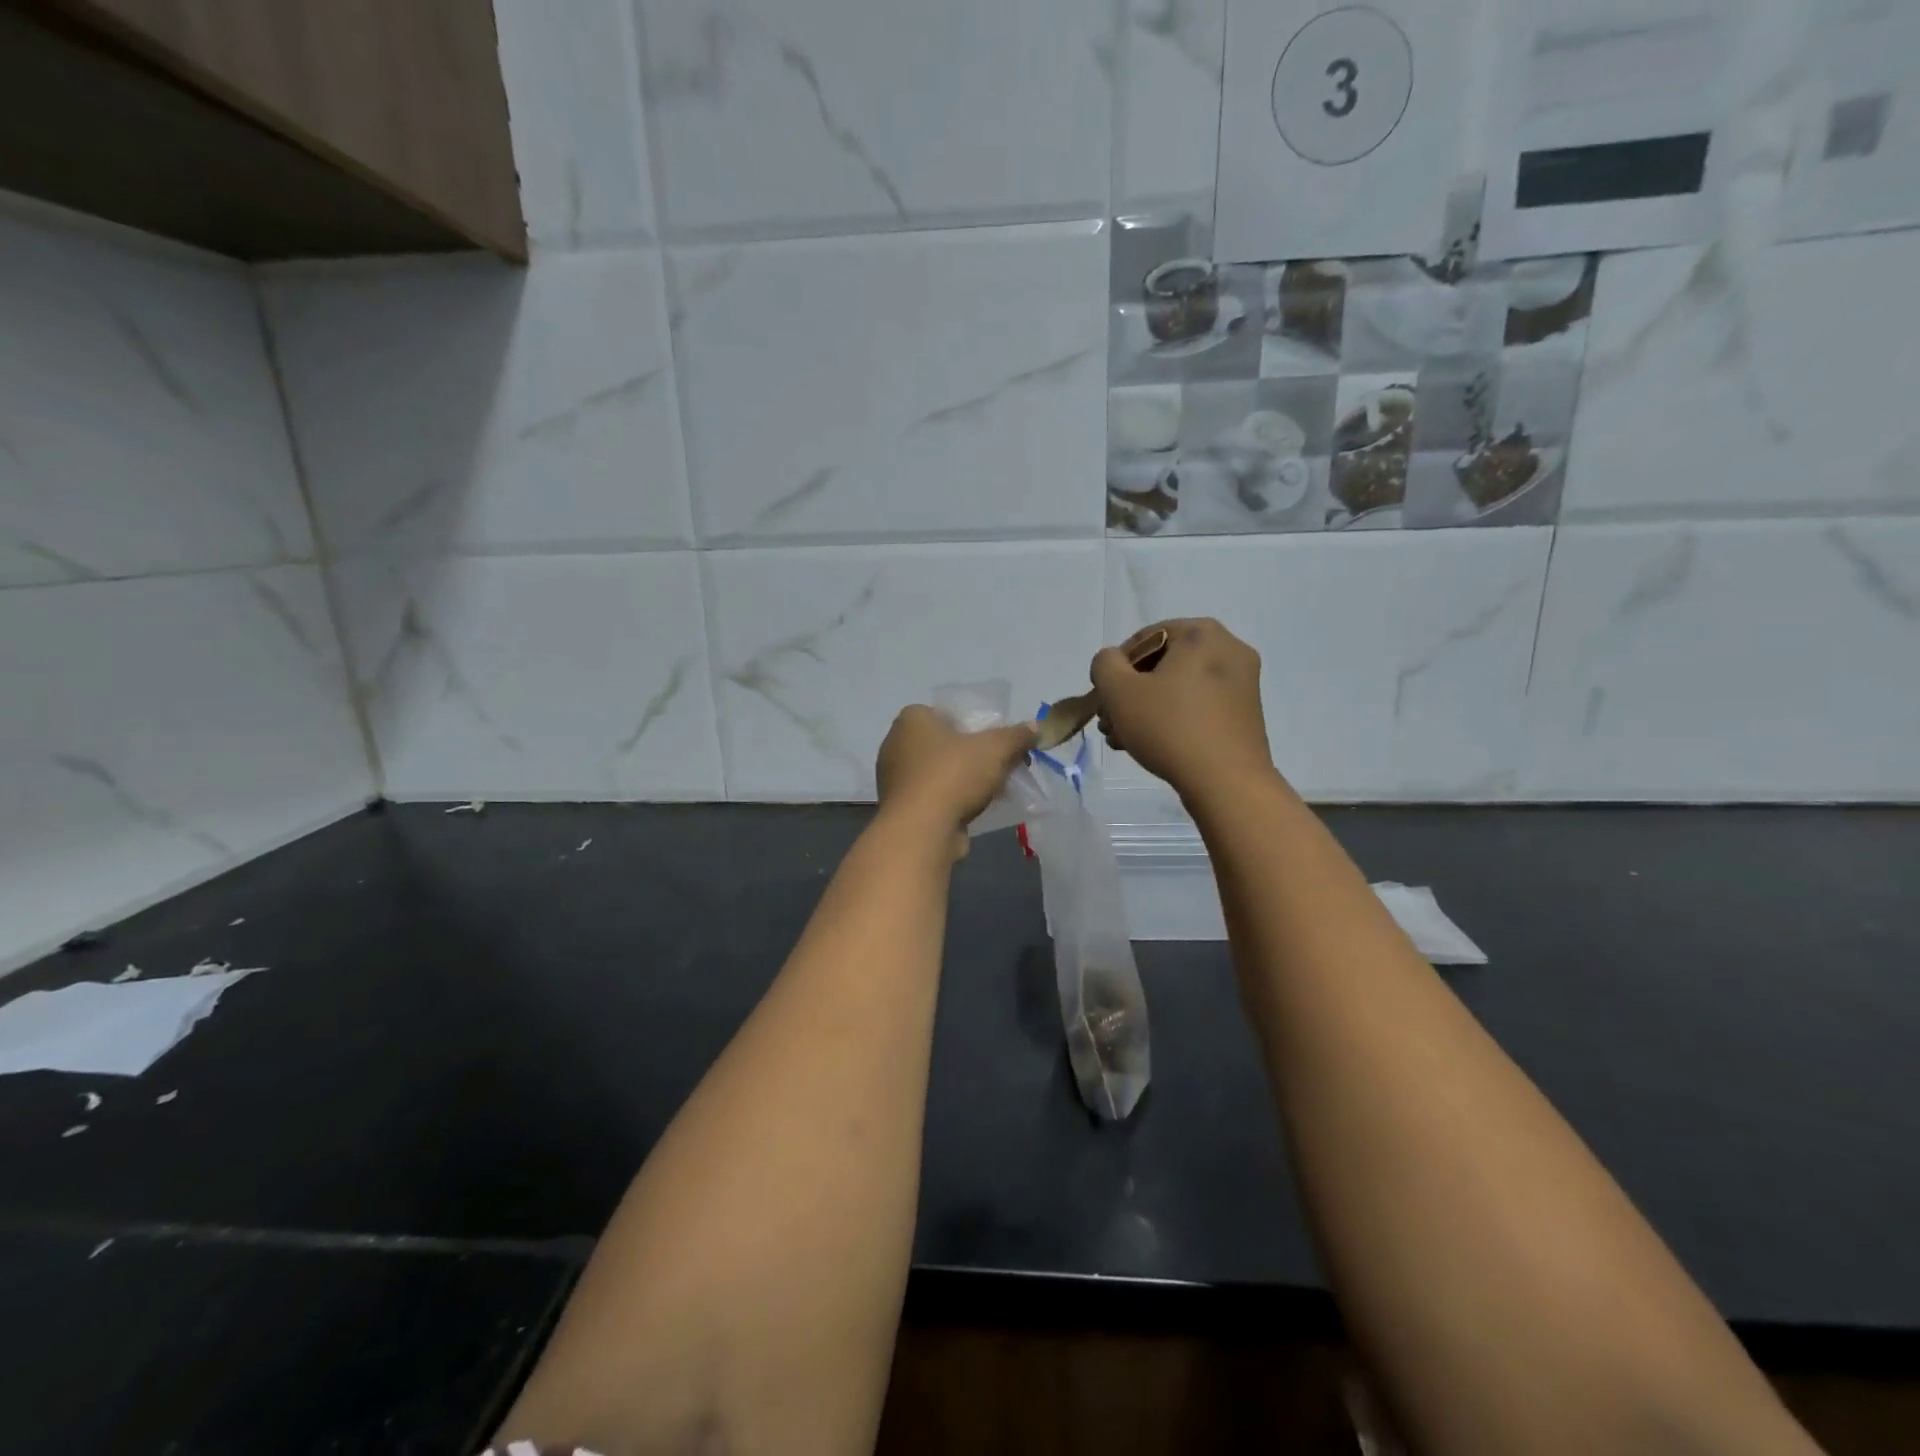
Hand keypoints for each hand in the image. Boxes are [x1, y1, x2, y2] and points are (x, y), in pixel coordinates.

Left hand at [875, 705, 1038, 849]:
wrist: (921, 830)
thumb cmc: (954, 775)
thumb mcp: (996, 748)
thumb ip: (1018, 735)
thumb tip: (1037, 728)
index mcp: (912, 719)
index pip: (947, 713)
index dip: (976, 726)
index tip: (998, 743)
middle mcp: (895, 744)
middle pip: (945, 745)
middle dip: (973, 756)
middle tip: (1001, 767)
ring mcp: (894, 779)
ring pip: (940, 773)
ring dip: (964, 782)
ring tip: (994, 792)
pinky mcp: (900, 808)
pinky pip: (933, 798)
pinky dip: (952, 802)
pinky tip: (974, 812)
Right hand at [1092, 619, 1275, 804]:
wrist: (1227, 782)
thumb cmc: (1170, 727)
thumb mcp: (1119, 691)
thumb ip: (1104, 665)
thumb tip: (1113, 663)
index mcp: (1202, 633)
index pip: (1144, 638)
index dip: (1116, 667)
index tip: (1104, 697)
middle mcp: (1229, 648)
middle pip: (1162, 664)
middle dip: (1130, 691)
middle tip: (1109, 720)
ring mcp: (1242, 682)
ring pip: (1178, 687)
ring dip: (1146, 708)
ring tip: (1123, 738)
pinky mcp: (1244, 713)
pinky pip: (1198, 705)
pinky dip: (1172, 718)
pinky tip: (1150, 744)